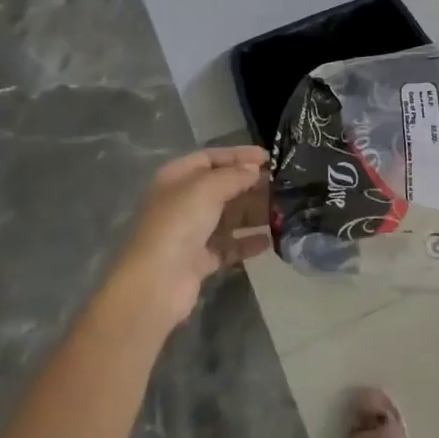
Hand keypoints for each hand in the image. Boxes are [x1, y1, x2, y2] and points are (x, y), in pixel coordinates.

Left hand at [115, 147, 269, 326]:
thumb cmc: (179, 224)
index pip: (210, 157)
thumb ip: (234, 175)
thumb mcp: (207, 188)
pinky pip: (229, 246)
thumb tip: (254, 169)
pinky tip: (269, 241)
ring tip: (281, 211)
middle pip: (221, 187)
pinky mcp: (200, 260)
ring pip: (227, 217)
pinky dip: (247, 242)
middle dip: (249, 185)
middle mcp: (182, 202)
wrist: (157, 282)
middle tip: (281, 185)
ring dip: (252, 213)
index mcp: (176, 178)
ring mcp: (190, 233)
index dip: (238, 155)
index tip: (269, 157)